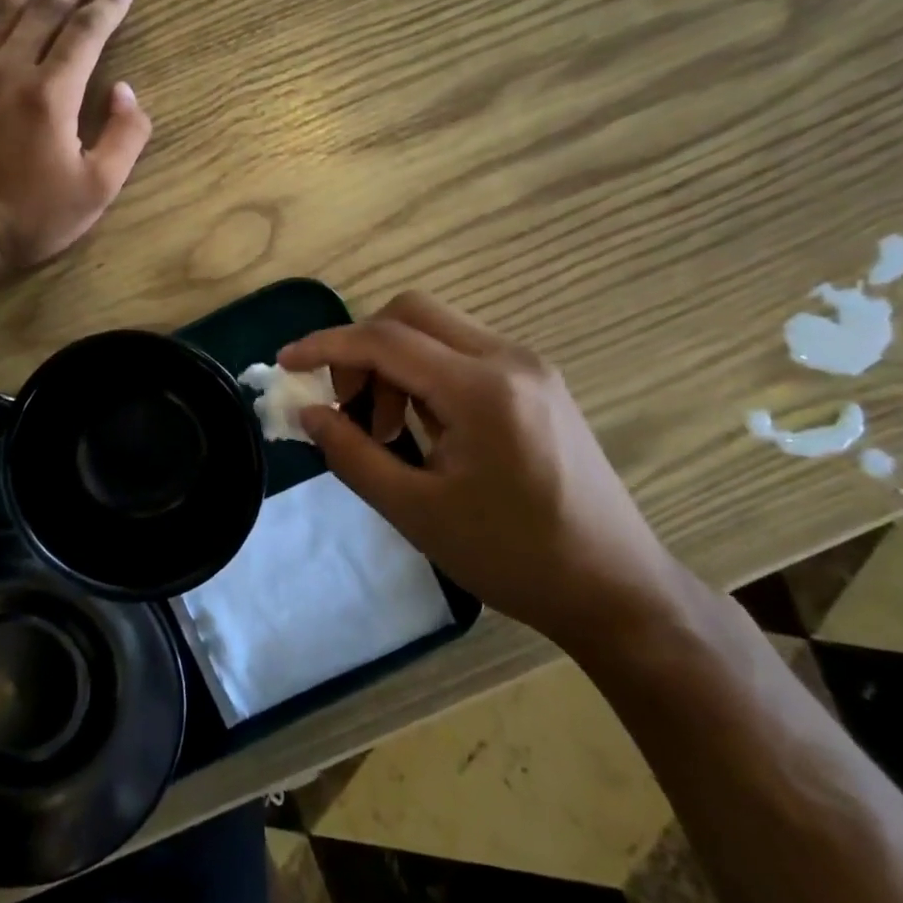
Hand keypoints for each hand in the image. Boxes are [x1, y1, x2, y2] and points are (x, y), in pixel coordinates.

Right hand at [277, 292, 676, 645]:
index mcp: (481, 389)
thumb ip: (352, 454)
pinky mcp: (538, 382)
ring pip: (438, 329)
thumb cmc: (512, 557)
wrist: (617, 590)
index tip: (285, 363)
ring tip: (388, 430)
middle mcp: (509, 359)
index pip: (384, 340)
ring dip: (395, 363)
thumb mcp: (416, 512)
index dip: (326, 346)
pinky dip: (426, 373)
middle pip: (412, 313)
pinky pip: (464, 352)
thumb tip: (308, 413)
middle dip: (363, 348)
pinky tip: (426, 427)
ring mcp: (530, 366)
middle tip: (349, 406)